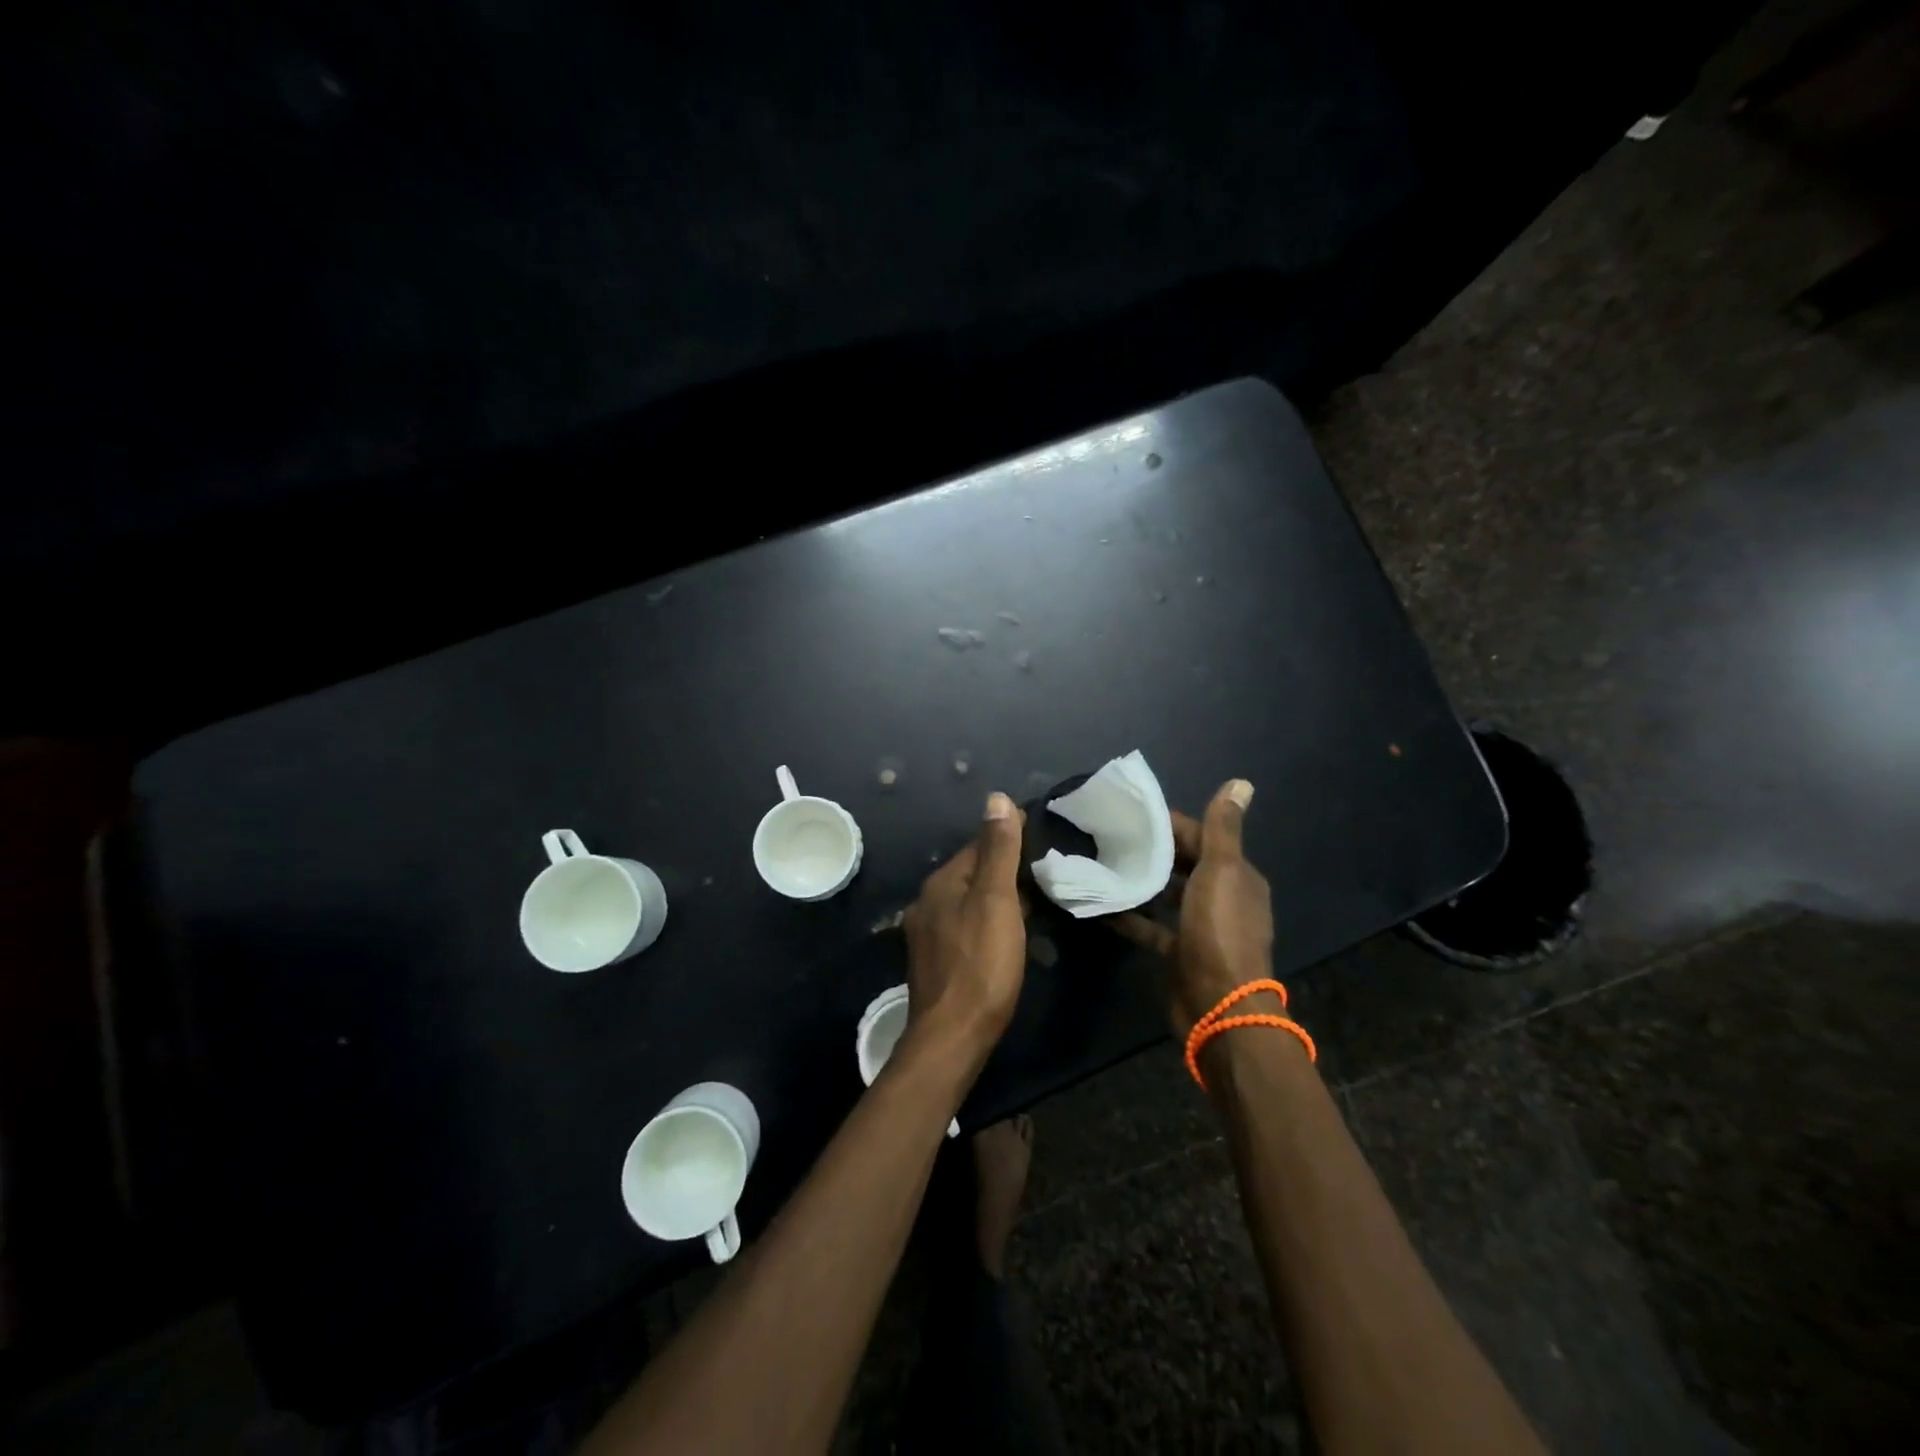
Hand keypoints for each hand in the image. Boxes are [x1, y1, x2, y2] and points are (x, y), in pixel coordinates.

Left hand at [902, 791, 1028, 1065]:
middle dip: (1004, 870)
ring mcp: (928, 933)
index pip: (978, 845)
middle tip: (1044, 875)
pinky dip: (987, 921)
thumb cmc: (981, 964)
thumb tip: (996, 798)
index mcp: (941, 882)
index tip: (1042, 841)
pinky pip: (965, 926)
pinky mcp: (936, 960)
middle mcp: (927, 901)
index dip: (1009, 840)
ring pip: (968, 901)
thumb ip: (998, 850)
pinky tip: (1005, 935)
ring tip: (1032, 903)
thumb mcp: (996, 901)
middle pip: (972, 873)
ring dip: (996, 897)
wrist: (953, 1035)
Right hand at [1117, 779, 1273, 1034]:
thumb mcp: (1221, 872)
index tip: (1131, 814)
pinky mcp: (1179, 953)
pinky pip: (1151, 927)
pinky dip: (1131, 916)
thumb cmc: (1219, 931)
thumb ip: (1222, 829)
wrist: (1219, 1005)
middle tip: (1108, 835)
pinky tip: (1101, 905)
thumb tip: (1241, 782)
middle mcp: (1222, 899)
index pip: (1201, 838)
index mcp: (1237, 876)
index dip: (1170, 824)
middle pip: (1183, 865)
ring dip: (1140, 881)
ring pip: (1166, 895)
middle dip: (1151, 850)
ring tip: (1101, 863)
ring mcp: (1200, 928)